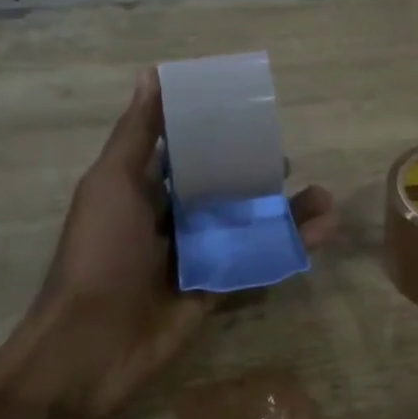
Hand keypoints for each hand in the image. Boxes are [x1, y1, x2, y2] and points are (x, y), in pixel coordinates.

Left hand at [0, 69, 339, 416]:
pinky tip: (324, 231)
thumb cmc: (101, 253)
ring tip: (323, 199)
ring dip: (286, 211)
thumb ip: (137, 134)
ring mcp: (198, 254)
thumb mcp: (113, 183)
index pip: (187, 153)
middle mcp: (173, 218)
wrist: (93, 344)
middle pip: (224, 188)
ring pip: (248, 224)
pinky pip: (258, 260)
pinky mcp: (218, 285)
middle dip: (257, 174)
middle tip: (287, 164)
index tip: (251, 116)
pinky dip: (290, 246)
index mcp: (145, 190)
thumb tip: (152, 74)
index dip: (216, 134)